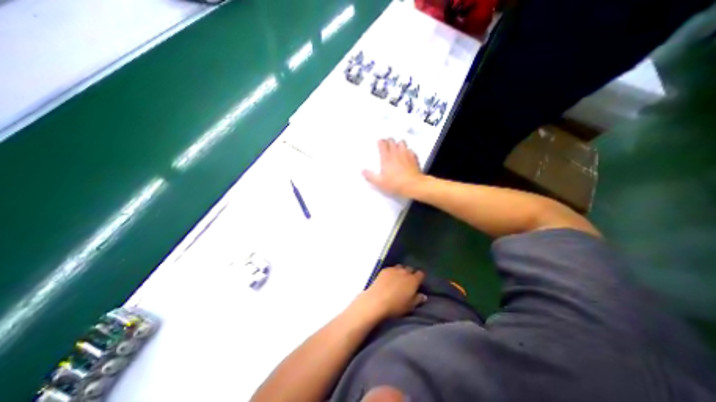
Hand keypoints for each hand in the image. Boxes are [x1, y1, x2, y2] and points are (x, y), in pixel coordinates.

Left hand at [353, 266, 423, 321]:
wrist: (377, 301)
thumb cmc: (396, 306)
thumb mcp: (410, 306)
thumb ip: (418, 299)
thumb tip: (423, 296)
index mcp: (413, 280)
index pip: (420, 274)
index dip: (420, 277)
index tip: (418, 282)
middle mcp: (404, 272)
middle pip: (410, 269)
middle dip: (410, 273)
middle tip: (408, 282)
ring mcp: (394, 269)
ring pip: (400, 267)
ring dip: (401, 271)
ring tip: (398, 278)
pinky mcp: (385, 270)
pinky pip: (391, 268)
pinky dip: (392, 272)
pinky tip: (389, 278)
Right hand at [364, 138, 422, 196]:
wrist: (413, 185)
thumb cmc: (396, 184)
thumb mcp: (380, 183)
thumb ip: (370, 176)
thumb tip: (363, 171)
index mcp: (386, 158)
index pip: (382, 144)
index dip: (380, 142)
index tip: (379, 142)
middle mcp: (396, 153)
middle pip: (392, 141)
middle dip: (388, 141)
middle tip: (387, 143)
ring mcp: (406, 154)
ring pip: (402, 142)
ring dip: (398, 143)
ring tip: (397, 147)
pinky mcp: (414, 158)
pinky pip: (410, 150)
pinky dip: (408, 150)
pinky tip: (407, 155)